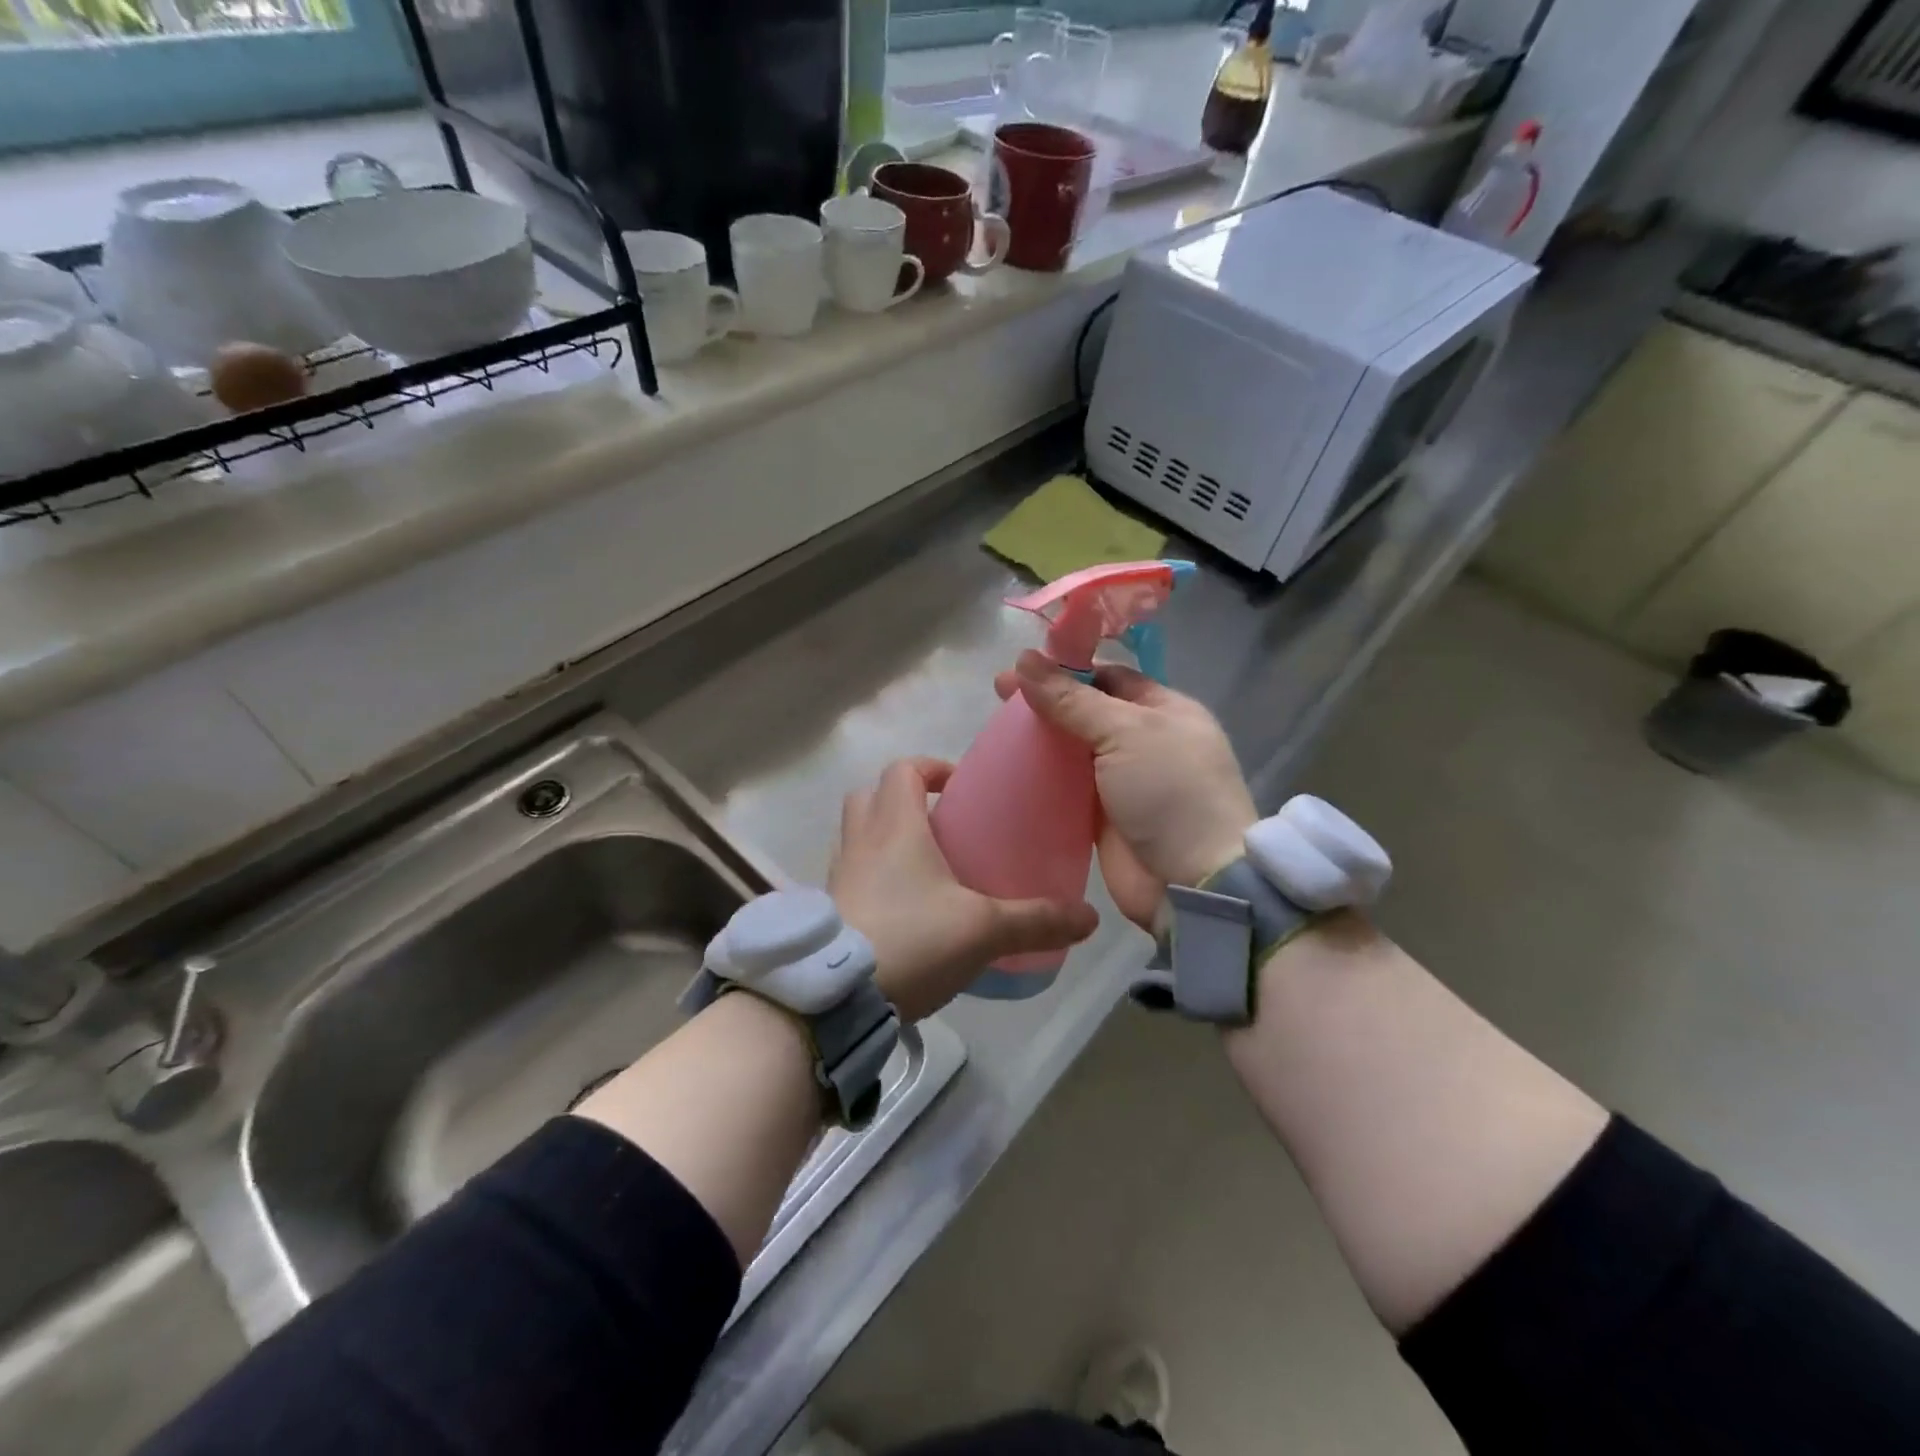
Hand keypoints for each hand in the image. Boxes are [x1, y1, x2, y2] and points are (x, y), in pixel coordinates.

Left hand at [829, 757, 1098, 1021]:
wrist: (836, 997)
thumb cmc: (911, 940)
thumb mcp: (983, 931)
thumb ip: (1036, 921)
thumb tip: (1090, 919)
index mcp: (895, 826)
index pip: (904, 770)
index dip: (931, 769)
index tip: (960, 787)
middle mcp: (860, 841)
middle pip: (870, 795)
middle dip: (903, 800)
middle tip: (941, 826)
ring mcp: (838, 876)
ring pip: (856, 835)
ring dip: (884, 838)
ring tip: (924, 869)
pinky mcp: (830, 910)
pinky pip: (851, 875)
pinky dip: (873, 877)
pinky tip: (903, 911)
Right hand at [994, 651, 1256, 928]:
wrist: (1192, 883)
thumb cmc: (1170, 791)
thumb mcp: (1125, 732)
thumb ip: (1071, 699)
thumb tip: (1023, 660)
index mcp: (1164, 710)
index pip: (1110, 676)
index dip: (1068, 667)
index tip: (1022, 665)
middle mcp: (1144, 741)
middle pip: (1086, 711)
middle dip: (1046, 701)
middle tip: (999, 694)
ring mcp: (1122, 781)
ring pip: (1073, 750)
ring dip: (1039, 739)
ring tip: (996, 729)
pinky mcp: (1101, 817)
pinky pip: (1065, 787)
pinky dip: (1040, 777)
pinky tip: (1007, 768)